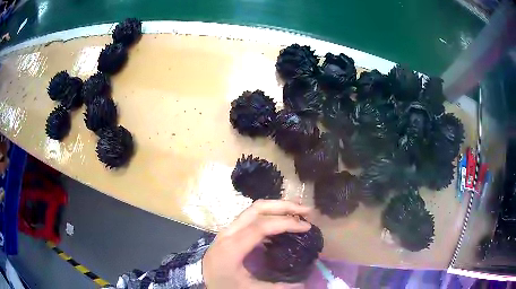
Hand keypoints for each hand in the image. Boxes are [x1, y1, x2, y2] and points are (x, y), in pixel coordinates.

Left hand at [203, 200, 310, 288]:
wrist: (199, 280)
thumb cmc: (222, 285)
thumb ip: (276, 287)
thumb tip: (303, 284)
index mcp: (231, 248)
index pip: (261, 226)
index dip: (286, 223)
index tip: (306, 226)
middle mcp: (228, 233)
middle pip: (257, 209)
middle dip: (283, 205)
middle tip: (306, 210)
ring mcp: (227, 230)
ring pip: (253, 209)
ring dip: (276, 207)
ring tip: (297, 211)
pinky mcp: (229, 231)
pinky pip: (250, 217)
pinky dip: (268, 214)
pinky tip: (280, 222)